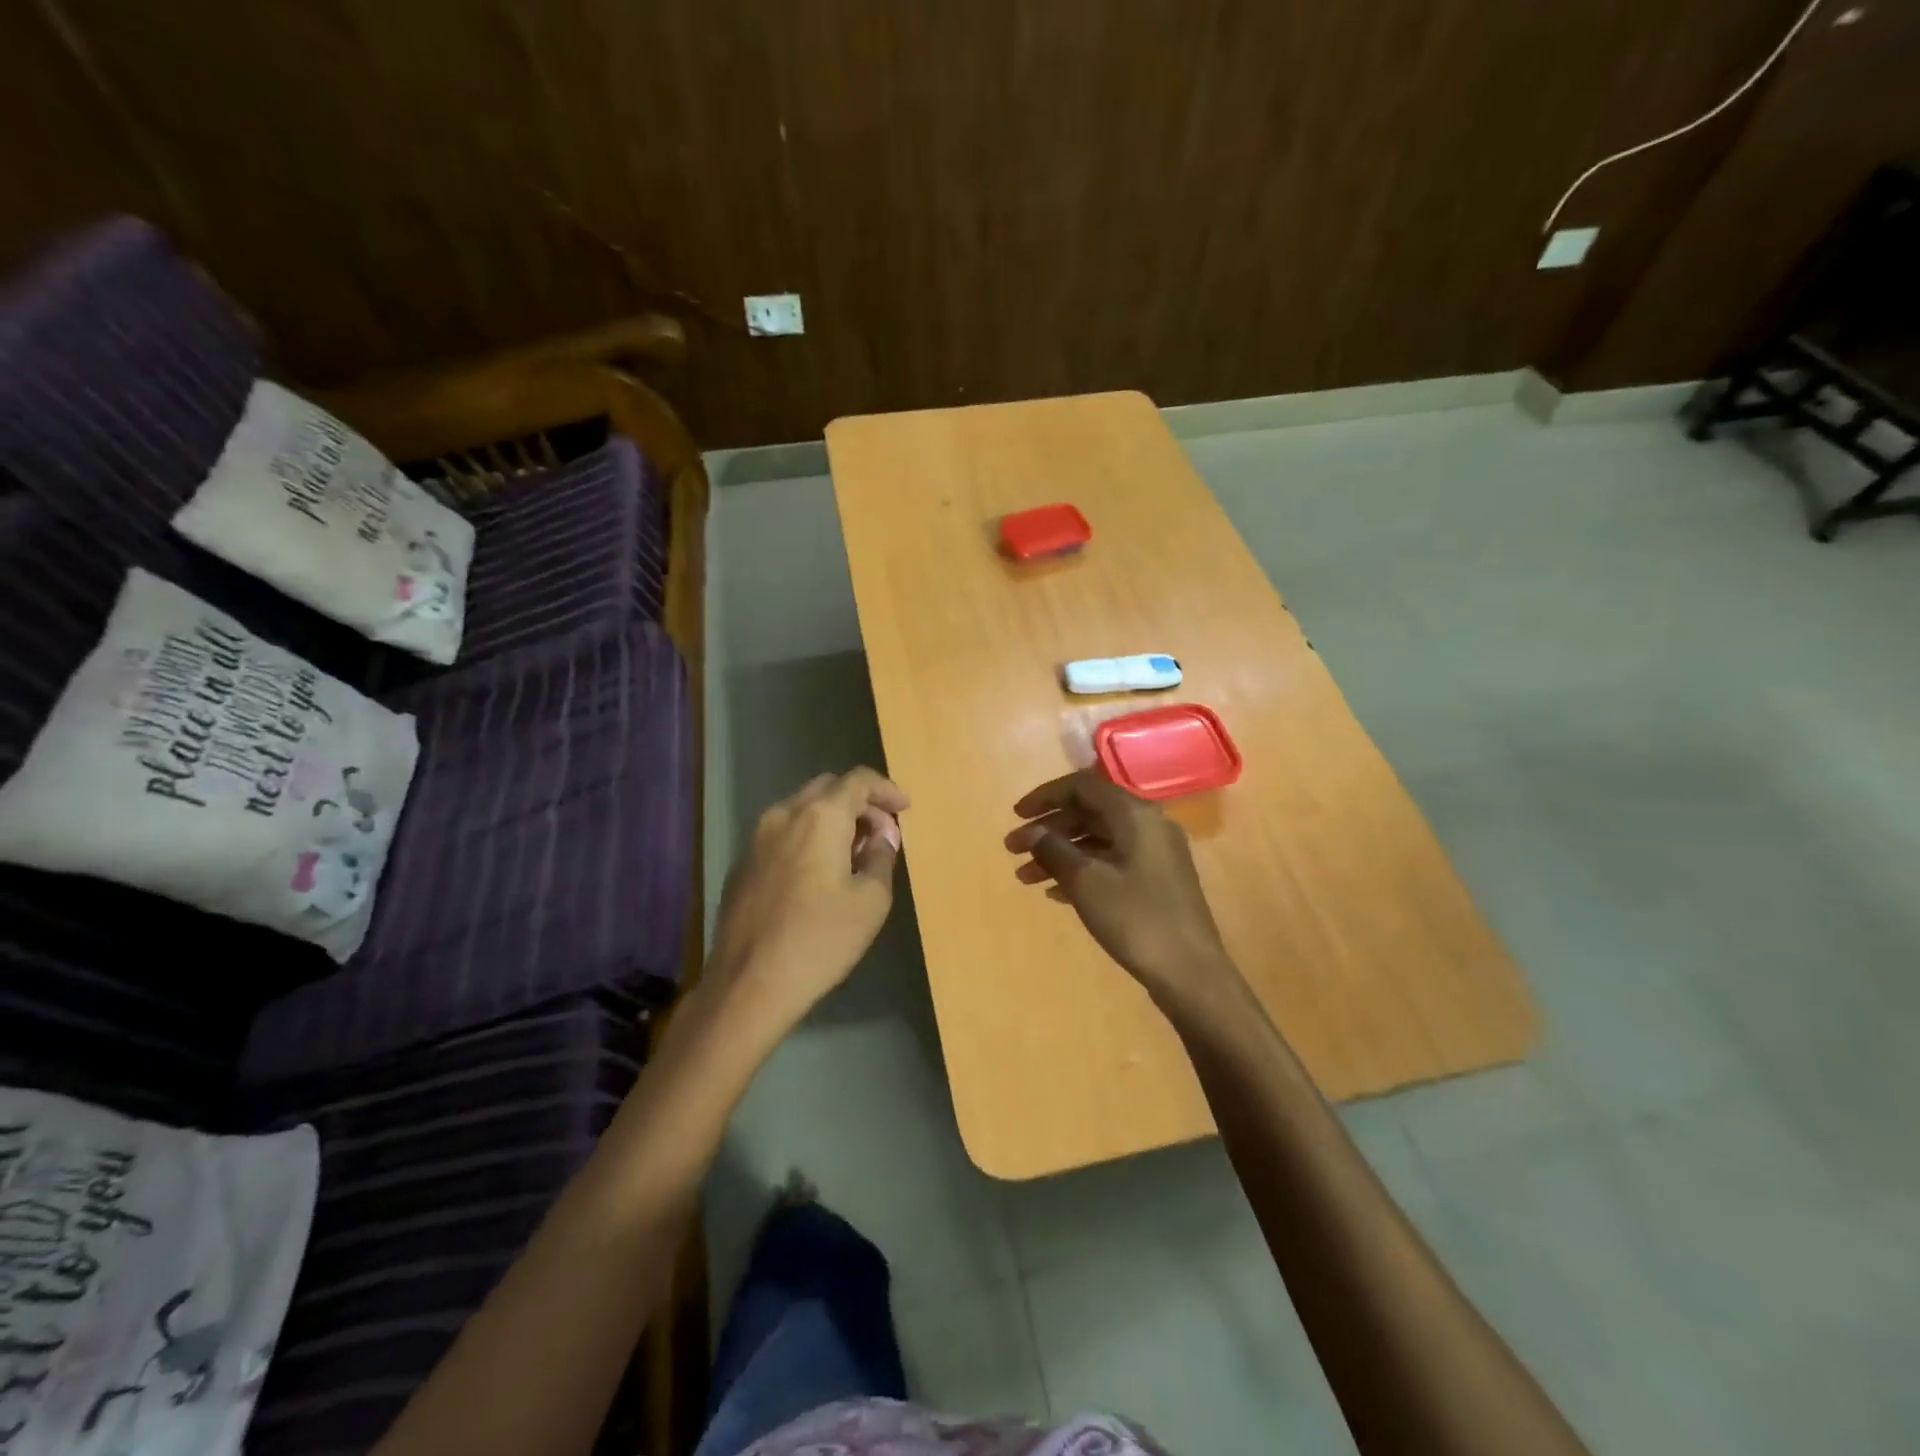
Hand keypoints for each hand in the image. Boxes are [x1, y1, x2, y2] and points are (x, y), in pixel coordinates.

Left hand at [706, 768, 909, 1040]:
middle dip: (859, 802)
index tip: (904, 808)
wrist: (748, 984)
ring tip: (852, 853)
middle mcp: (784, 815)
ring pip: (802, 809)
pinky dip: (807, 838)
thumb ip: (881, 856)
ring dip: (831, 819)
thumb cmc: (820, 940)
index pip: (859, 780)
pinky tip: (818, 873)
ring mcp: (757, 838)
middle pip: (828, 788)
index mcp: (820, 817)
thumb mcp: (871, 900)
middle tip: (880, 832)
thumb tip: (881, 836)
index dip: (886, 789)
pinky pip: (782, 833)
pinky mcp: (742, 863)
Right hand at [1006, 770, 1236, 1003]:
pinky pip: (1111, 861)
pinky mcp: (1157, 880)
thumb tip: (1031, 832)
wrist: (1191, 973)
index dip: (1045, 796)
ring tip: (1025, 878)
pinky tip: (1055, 892)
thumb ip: (1053, 849)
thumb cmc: (1136, 918)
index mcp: (1135, 814)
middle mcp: (1148, 824)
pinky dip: (1081, 870)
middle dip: (1048, 829)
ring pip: (1098, 839)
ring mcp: (1155, 853)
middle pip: (1089, 811)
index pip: (1082, 786)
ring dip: (1060, 853)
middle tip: (1013, 851)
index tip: (1016, 816)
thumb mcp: (1086, 881)